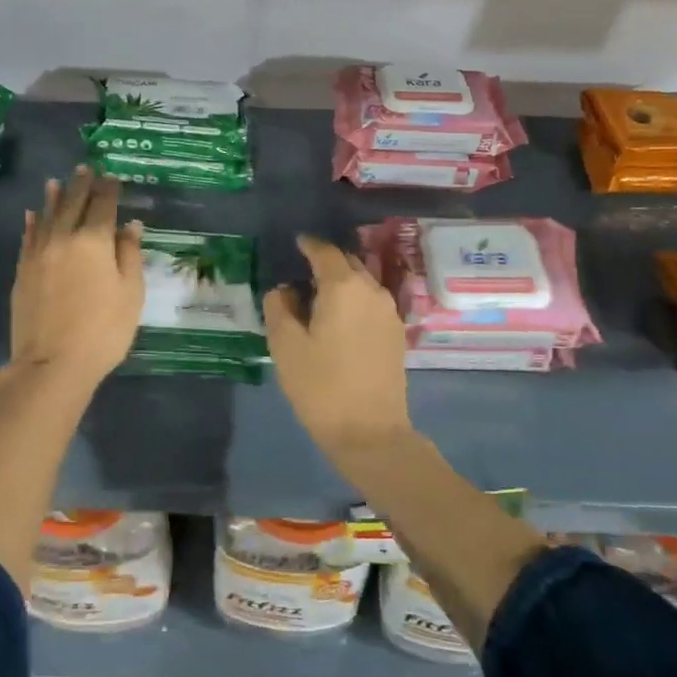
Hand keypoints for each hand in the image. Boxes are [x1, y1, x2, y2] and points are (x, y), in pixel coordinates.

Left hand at [9, 167, 143, 389]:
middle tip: (86, 168)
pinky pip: (28, 238)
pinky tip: (33, 214)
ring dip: (54, 197)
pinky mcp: (23, 271)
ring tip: (57, 181)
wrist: (52, 364)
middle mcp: (63, 238)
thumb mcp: (130, 293)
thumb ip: (128, 254)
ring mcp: (38, 254)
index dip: (109, 189)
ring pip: (47, 216)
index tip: (112, 177)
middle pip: (73, 204)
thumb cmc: (103, 330)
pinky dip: (33, 223)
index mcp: (94, 241)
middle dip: (81, 184)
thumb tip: (130, 224)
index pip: (103, 205)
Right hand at [263, 235, 411, 467]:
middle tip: (303, 275)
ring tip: (320, 299)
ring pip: (363, 283)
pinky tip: (341, 320)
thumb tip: (284, 290)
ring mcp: (389, 312)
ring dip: (342, 283)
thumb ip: (279, 308)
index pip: (325, 252)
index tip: (296, 244)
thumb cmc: (321, 385)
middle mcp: (371, 290)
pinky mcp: (397, 334)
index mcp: (343, 287)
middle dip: (326, 263)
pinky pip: (372, 303)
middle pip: (348, 263)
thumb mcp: (285, 346)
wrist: (370, 432)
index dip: (309, 245)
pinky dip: (355, 301)